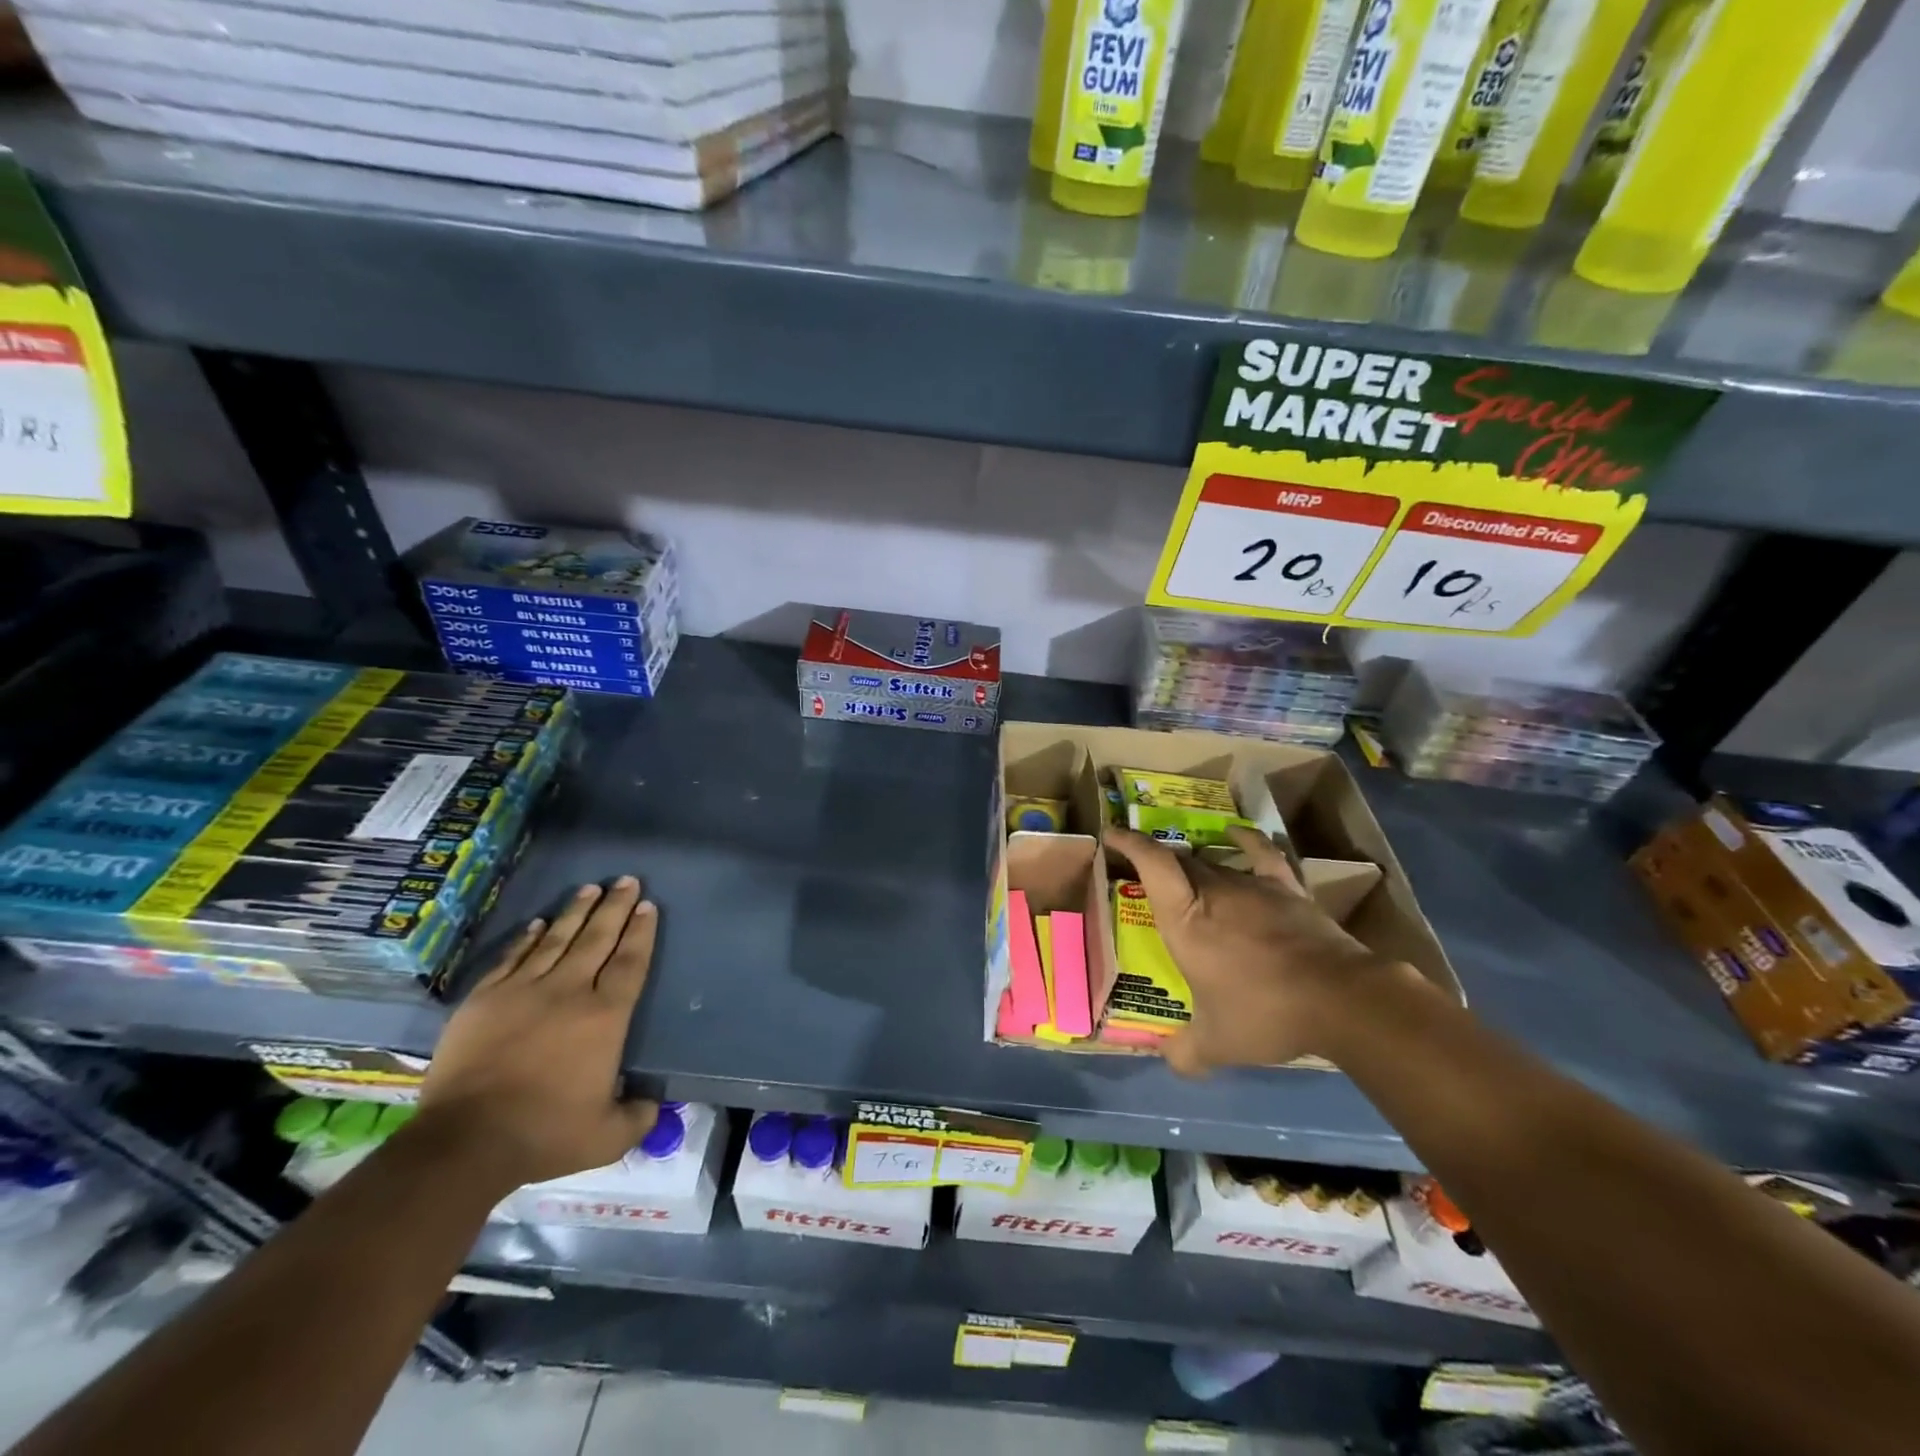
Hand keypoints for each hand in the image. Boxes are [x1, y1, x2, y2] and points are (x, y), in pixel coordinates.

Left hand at [418, 877, 659, 1189]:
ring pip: (557, 940)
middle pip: (598, 939)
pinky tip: (539, 923)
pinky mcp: (484, 1000)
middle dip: (615, 907)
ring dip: (576, 912)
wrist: (465, 1142)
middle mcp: (569, 992)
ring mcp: (523, 992)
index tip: (647, 906)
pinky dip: (528, 938)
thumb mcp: (607, 1136)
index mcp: (605, 1017)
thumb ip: (637, 1116)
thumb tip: (653, 1104)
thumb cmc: (545, 1134)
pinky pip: (512, 958)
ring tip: (590, 888)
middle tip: (626, 880)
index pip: (630, 962)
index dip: (641, 932)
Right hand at [1103, 825, 1419, 1074]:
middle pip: (1180, 861)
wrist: (1340, 999)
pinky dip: (1245, 839)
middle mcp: (1214, 891)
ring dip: (1195, 864)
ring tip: (1185, 872)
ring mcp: (1252, 886)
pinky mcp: (1286, 889)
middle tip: (1145, 872)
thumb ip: (1188, 1052)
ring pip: (1213, 861)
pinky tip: (1235, 832)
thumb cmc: (1265, 1012)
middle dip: (1158, 861)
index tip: (1111, 833)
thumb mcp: (1219, 1043)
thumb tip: (1169, 1061)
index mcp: (1186, 919)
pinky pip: (1261, 854)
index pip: (1153, 864)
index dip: (1130, 843)